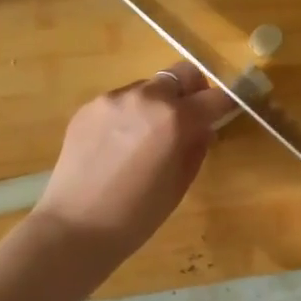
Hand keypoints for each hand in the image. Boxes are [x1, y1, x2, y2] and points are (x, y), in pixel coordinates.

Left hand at [32, 62, 236, 263]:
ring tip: (146, 137)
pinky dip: (130, 114)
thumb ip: (196, 148)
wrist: (75, 226)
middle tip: (188, 119)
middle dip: (192, 91)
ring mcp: (114, 98)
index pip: (215, 96)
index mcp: (175, 118)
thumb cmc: (137, 215)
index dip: (225, 104)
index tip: (226, 113)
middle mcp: (146, 98)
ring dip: (158, 103)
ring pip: (149, 87)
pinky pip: (121, 100)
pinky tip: (118, 145)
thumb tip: (203, 129)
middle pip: (182, 74)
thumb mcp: (180, 184)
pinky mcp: (89, 106)